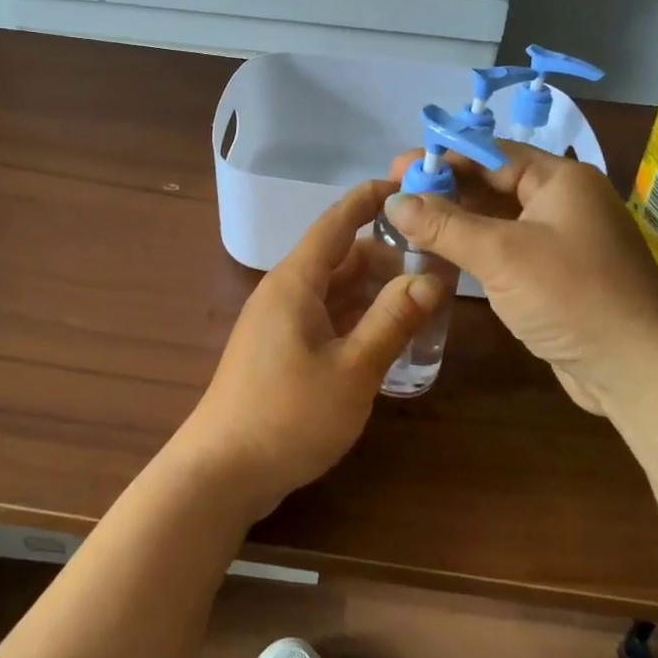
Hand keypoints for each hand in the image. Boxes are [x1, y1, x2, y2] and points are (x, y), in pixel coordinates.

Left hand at [172, 179, 444, 517]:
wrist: (221, 472)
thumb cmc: (288, 416)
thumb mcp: (352, 370)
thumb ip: (392, 321)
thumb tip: (430, 279)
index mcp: (295, 282)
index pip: (336, 223)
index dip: (368, 200)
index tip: (404, 184)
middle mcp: (285, 292)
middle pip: (340, 257)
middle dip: (385, 254)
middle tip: (435, 257)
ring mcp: (280, 323)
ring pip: (334, 290)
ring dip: (373, 289)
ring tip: (423, 294)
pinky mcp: (280, 351)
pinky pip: (326, 317)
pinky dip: (357, 317)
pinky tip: (388, 332)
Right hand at [385, 144, 657, 413]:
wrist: (639, 372)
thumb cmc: (572, 297)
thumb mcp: (501, 254)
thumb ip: (444, 224)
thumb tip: (393, 201)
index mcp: (561, 179)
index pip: (491, 154)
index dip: (442, 158)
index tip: (396, 168)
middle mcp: (565, 202)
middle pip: (494, 183)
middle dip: (446, 190)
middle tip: (395, 198)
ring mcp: (565, 240)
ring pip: (499, 219)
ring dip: (457, 221)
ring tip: (408, 224)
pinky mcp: (560, 275)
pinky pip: (509, 249)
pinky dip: (476, 248)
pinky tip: (442, 255)